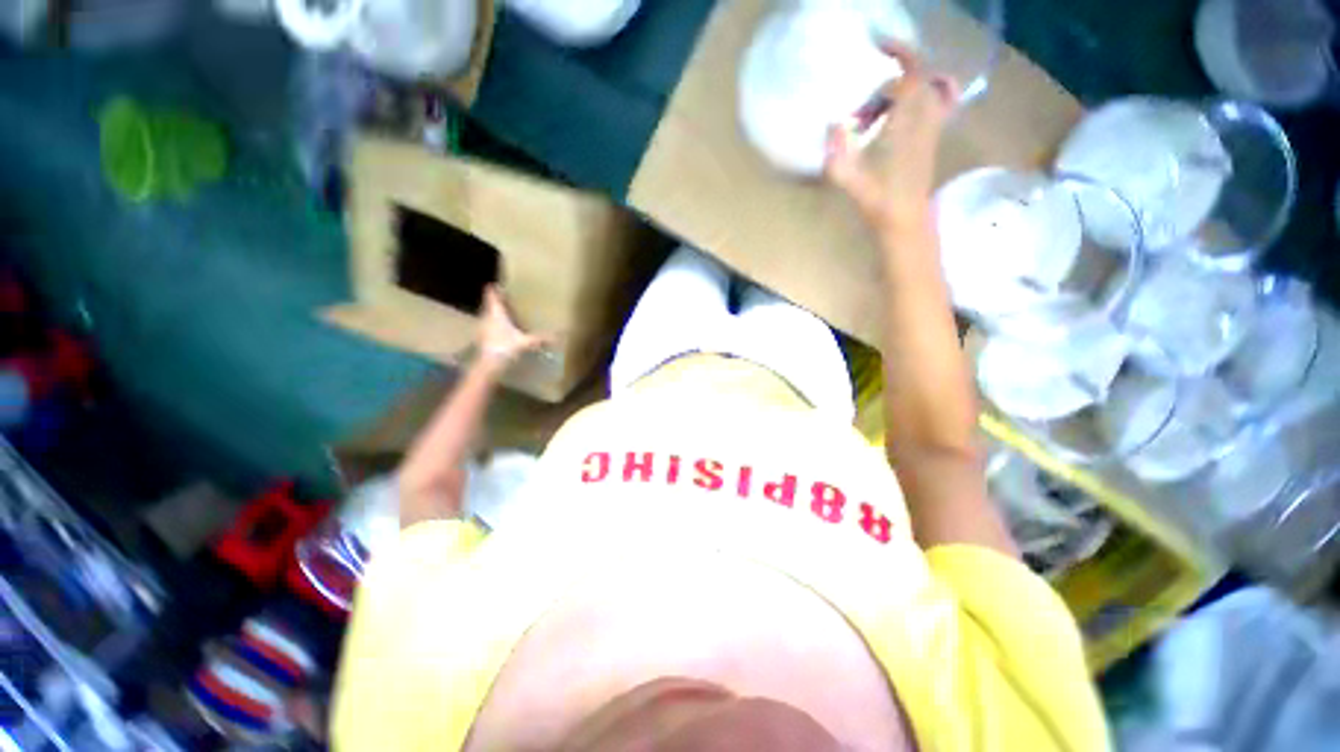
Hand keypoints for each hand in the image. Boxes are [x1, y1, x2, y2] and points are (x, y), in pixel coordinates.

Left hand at [477, 285, 547, 366]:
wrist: (487, 365)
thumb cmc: (504, 348)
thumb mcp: (525, 342)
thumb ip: (540, 338)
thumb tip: (558, 335)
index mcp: (496, 313)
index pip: (491, 295)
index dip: (494, 288)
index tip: (500, 283)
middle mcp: (487, 317)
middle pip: (490, 303)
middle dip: (498, 300)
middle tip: (510, 297)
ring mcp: (483, 327)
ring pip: (489, 314)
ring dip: (497, 312)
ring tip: (509, 312)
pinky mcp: (483, 337)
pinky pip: (490, 325)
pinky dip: (496, 324)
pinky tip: (505, 329)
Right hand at [824, 44, 957, 231]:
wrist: (905, 222)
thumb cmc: (878, 203)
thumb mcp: (850, 181)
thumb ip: (838, 153)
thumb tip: (833, 124)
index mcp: (907, 126)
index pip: (912, 76)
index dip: (899, 54)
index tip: (879, 46)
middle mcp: (925, 120)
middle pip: (920, 78)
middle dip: (897, 72)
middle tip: (871, 86)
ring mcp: (932, 128)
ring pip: (930, 88)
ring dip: (907, 84)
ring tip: (881, 100)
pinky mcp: (932, 138)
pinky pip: (939, 103)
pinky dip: (930, 91)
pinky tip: (910, 102)